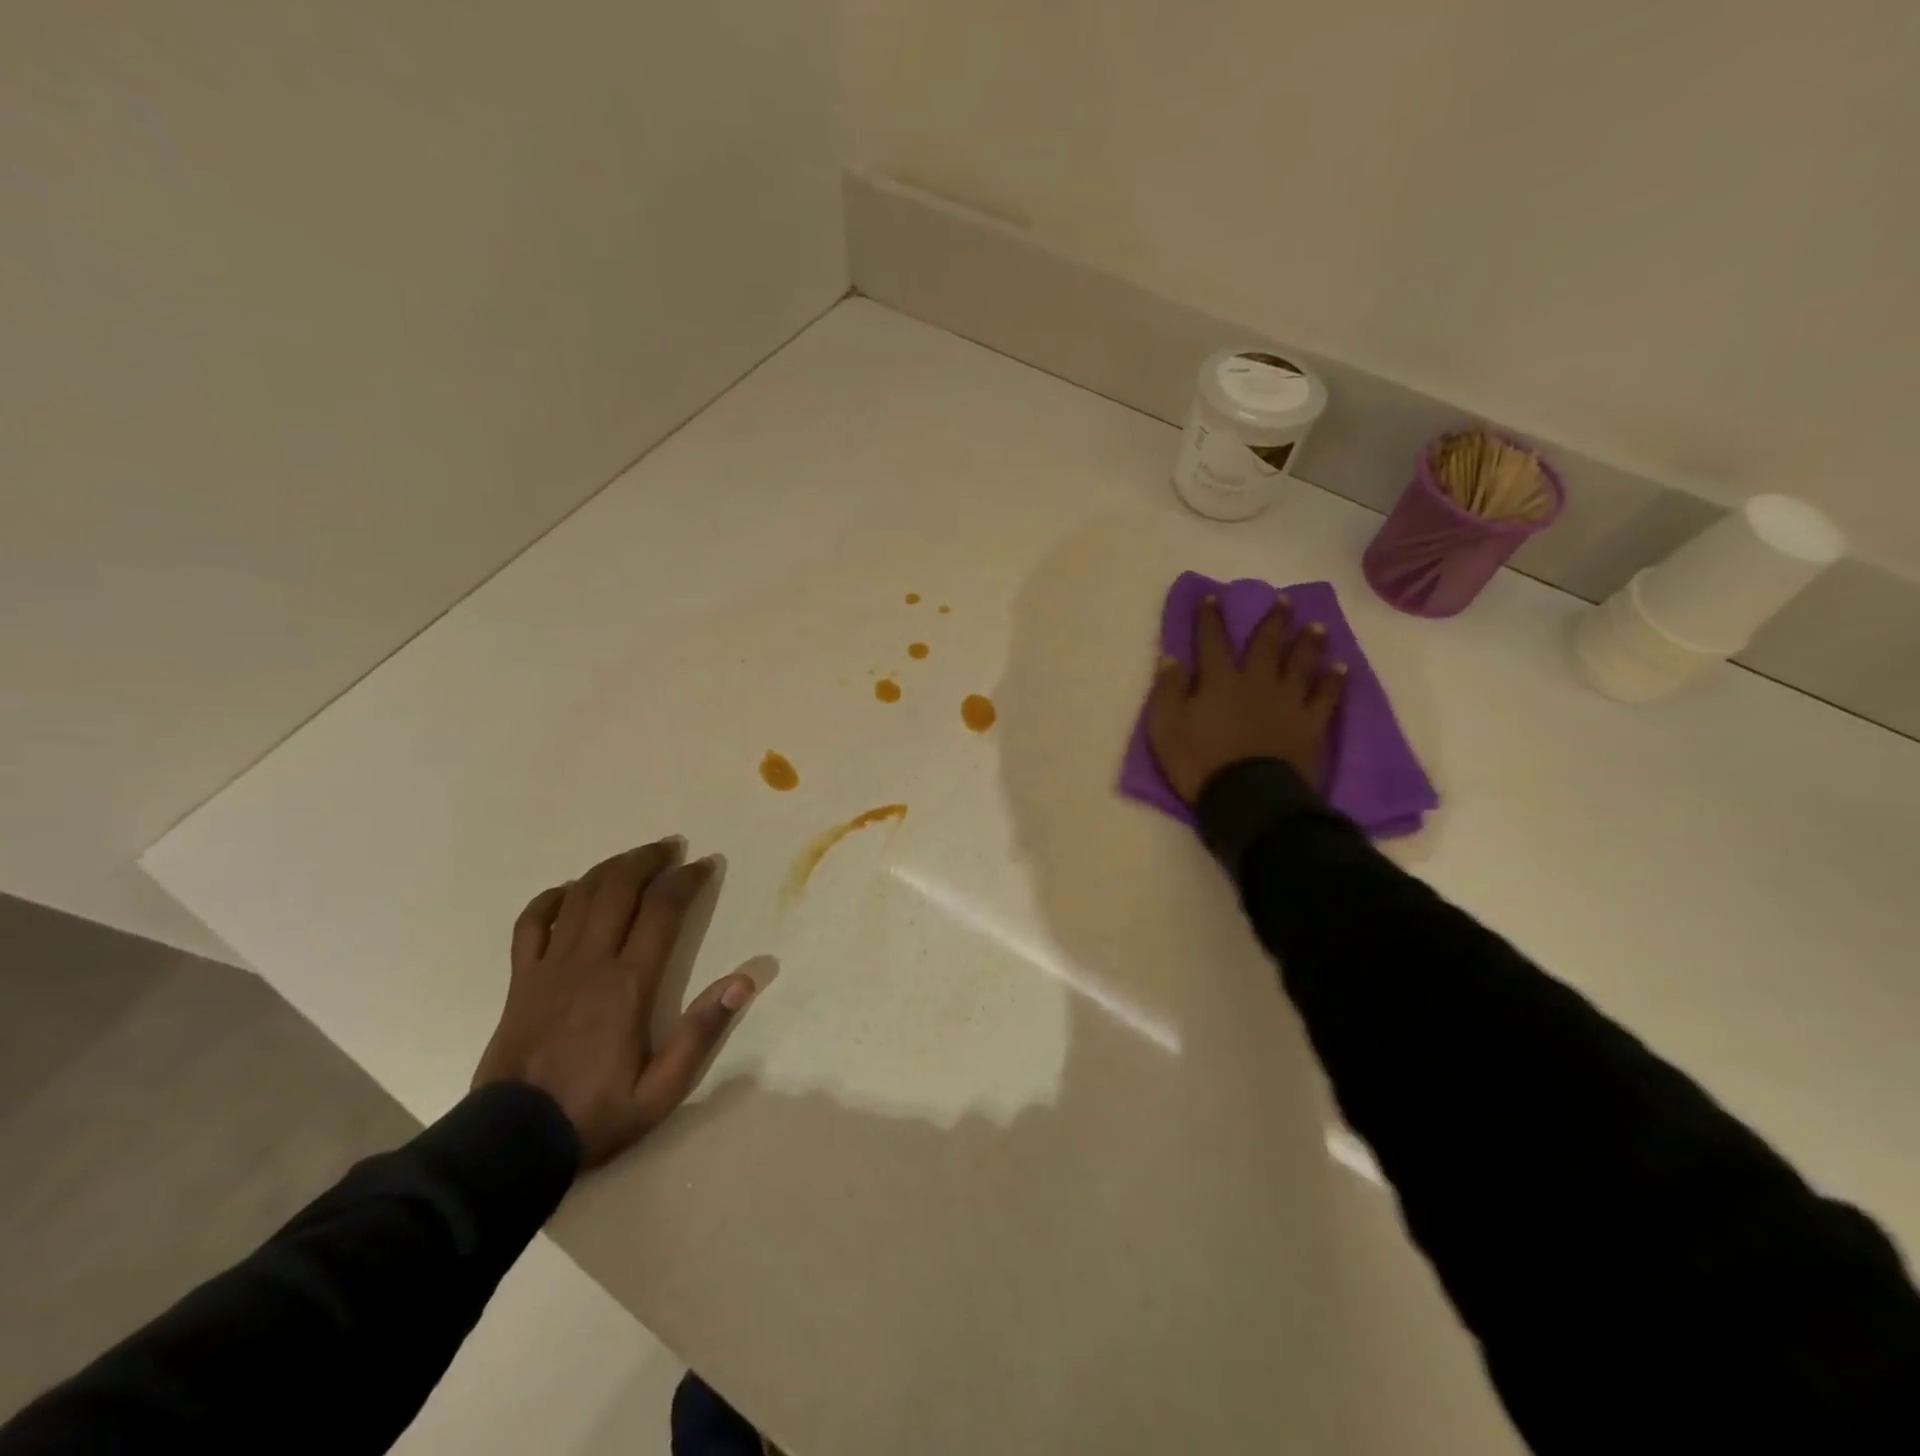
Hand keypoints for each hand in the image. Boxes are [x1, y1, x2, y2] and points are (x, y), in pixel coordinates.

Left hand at [472, 839, 755, 1167]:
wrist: (511, 1144)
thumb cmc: (596, 1114)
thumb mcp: (663, 1089)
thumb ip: (702, 1032)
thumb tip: (744, 981)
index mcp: (628, 984)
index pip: (662, 911)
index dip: (686, 880)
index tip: (705, 866)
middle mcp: (589, 962)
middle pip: (619, 889)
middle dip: (649, 860)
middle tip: (672, 848)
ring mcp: (549, 967)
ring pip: (580, 896)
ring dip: (611, 868)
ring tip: (635, 857)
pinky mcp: (521, 980)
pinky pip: (532, 923)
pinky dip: (552, 898)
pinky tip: (570, 891)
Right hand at [1146, 594, 1345, 805]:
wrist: (1246, 796)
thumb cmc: (1198, 762)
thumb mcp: (1165, 727)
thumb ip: (1167, 690)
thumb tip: (1169, 658)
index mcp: (1219, 681)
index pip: (1212, 641)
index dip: (1210, 618)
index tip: (1213, 597)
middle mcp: (1256, 681)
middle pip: (1266, 644)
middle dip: (1273, 620)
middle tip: (1284, 600)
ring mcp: (1287, 701)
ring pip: (1300, 663)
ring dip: (1308, 642)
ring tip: (1316, 625)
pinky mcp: (1310, 723)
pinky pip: (1326, 696)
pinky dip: (1334, 680)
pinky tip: (1340, 668)